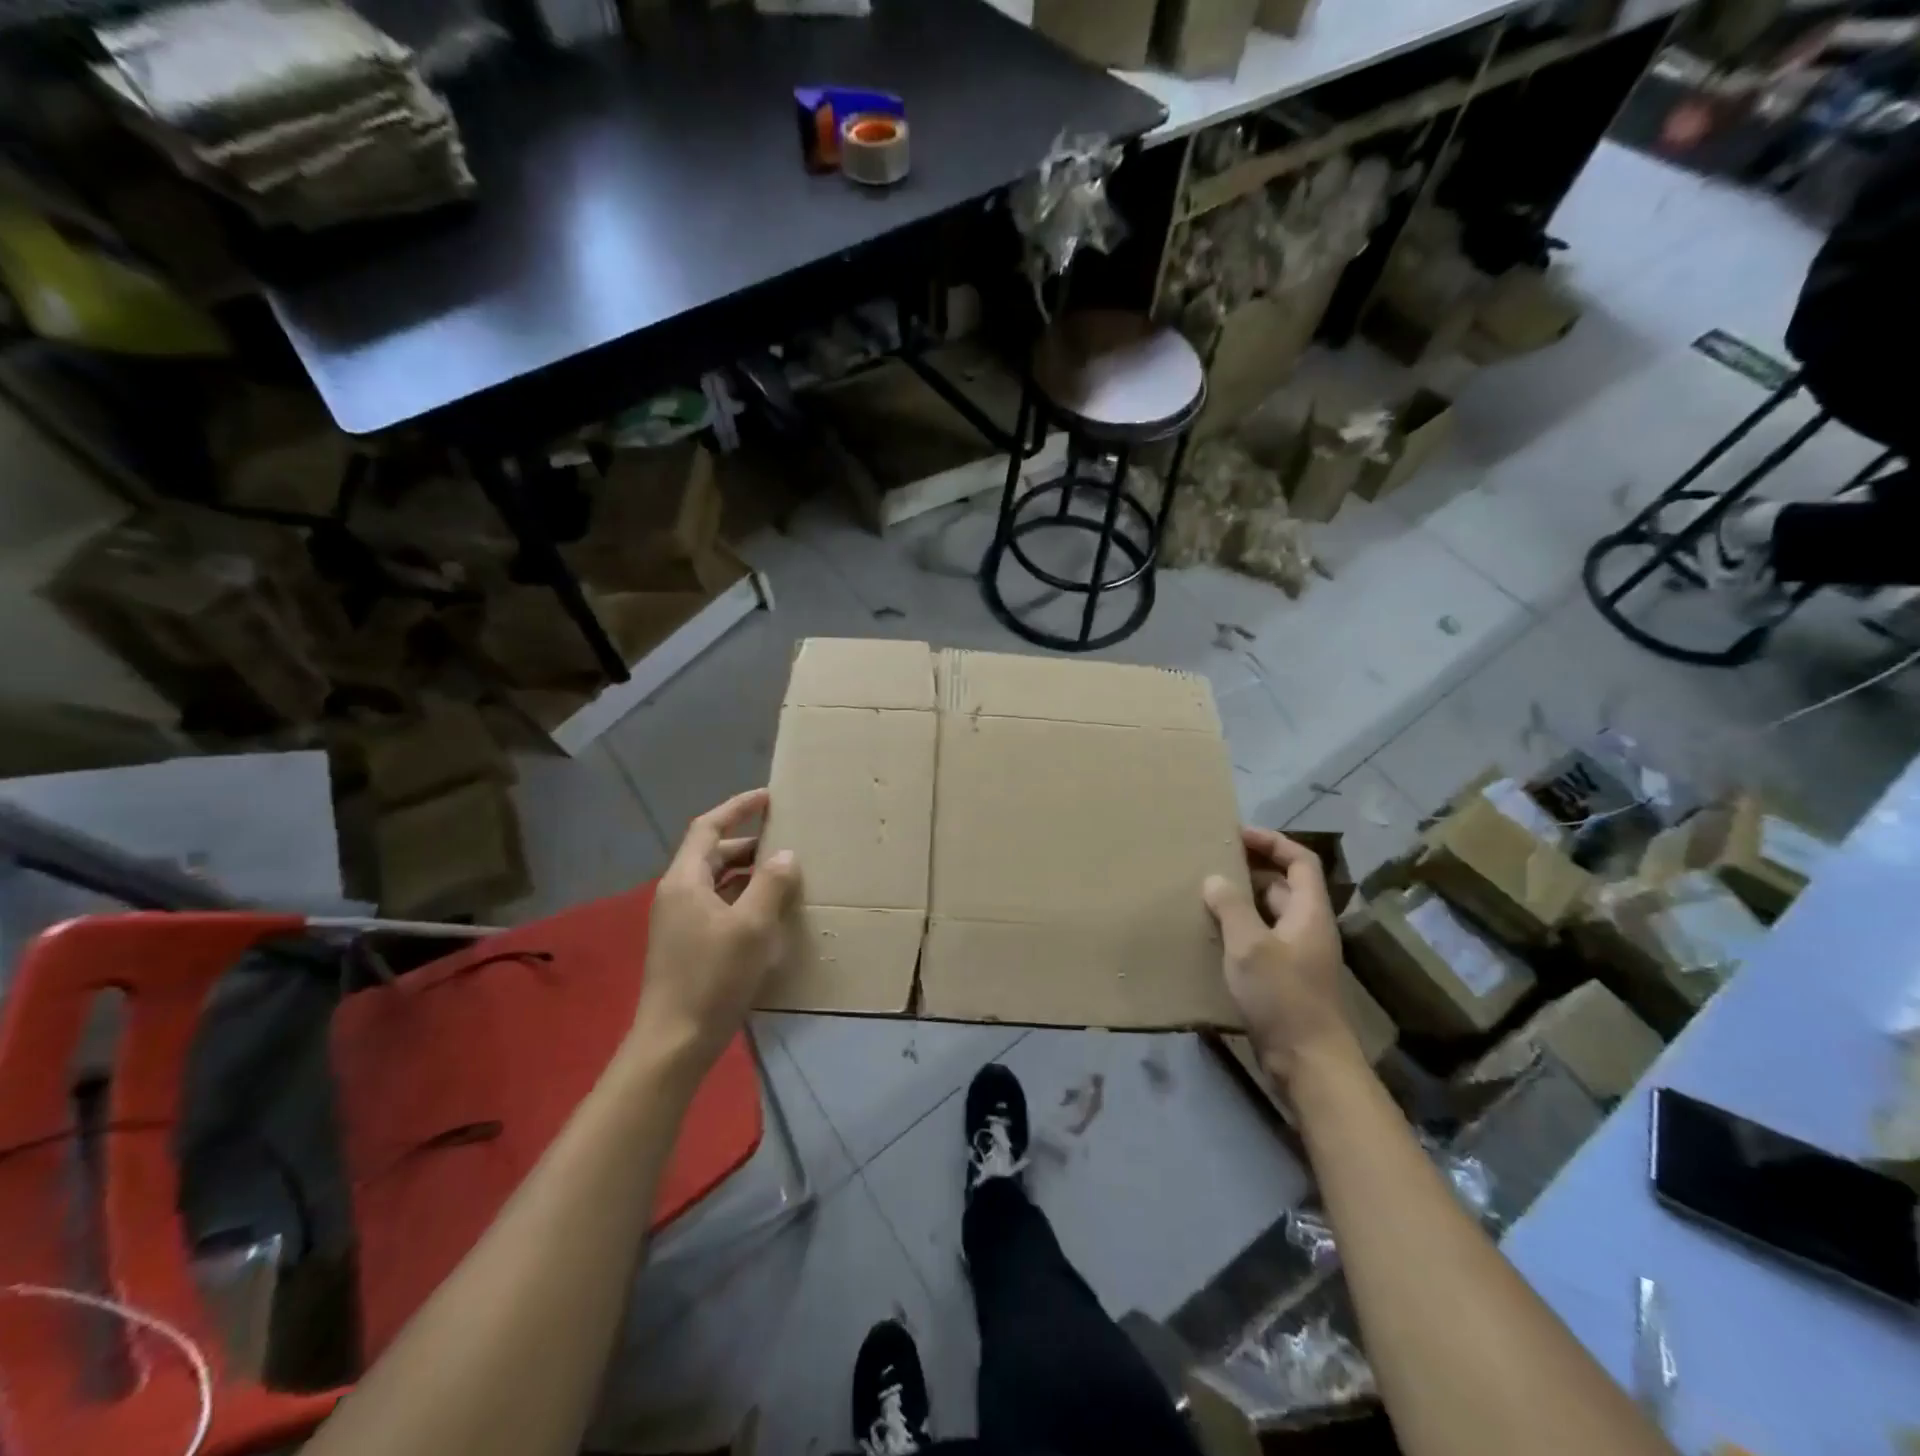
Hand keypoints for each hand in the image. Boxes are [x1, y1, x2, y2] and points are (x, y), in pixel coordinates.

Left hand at [631, 788, 800, 1077]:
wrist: (674, 1042)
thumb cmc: (712, 978)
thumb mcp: (751, 926)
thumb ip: (770, 885)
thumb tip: (786, 856)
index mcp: (685, 881)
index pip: (708, 828)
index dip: (737, 808)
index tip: (769, 798)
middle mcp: (677, 894)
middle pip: (713, 854)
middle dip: (749, 844)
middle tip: (788, 841)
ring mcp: (679, 922)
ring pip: (717, 882)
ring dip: (749, 873)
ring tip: (785, 874)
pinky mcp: (687, 945)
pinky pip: (718, 906)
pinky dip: (743, 899)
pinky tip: (769, 913)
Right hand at [1203, 828, 1356, 1086]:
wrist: (1308, 1062)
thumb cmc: (1283, 997)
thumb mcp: (1250, 946)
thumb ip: (1231, 908)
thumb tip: (1215, 879)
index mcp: (1309, 912)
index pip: (1300, 861)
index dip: (1272, 842)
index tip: (1237, 834)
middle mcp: (1307, 928)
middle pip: (1283, 885)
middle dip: (1251, 869)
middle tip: (1211, 862)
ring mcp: (1297, 955)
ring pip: (1269, 914)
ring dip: (1241, 900)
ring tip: (1204, 893)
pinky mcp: (1284, 979)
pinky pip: (1260, 940)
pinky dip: (1239, 929)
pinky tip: (1211, 935)